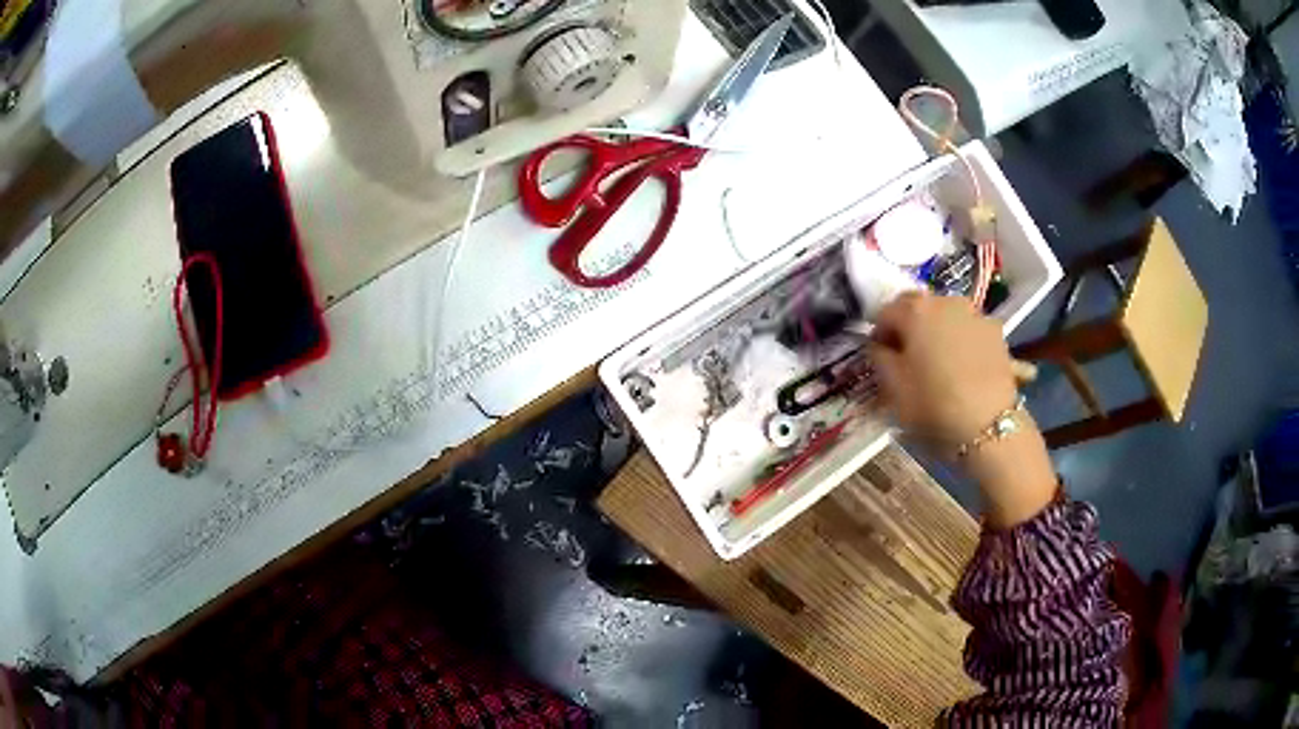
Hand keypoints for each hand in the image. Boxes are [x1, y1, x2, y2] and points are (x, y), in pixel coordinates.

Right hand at [868, 292, 1056, 526]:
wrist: (989, 426)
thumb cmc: (933, 405)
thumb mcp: (893, 387)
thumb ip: (879, 358)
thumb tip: (880, 345)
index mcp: (914, 310)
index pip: (884, 313)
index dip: (879, 335)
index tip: (880, 358)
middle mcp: (944, 301)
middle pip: (917, 307)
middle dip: (908, 326)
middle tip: (907, 357)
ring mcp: (974, 313)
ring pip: (945, 314)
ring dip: (936, 330)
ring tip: (938, 361)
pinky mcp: (995, 331)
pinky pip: (969, 328)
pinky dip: (961, 339)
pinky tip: (963, 367)